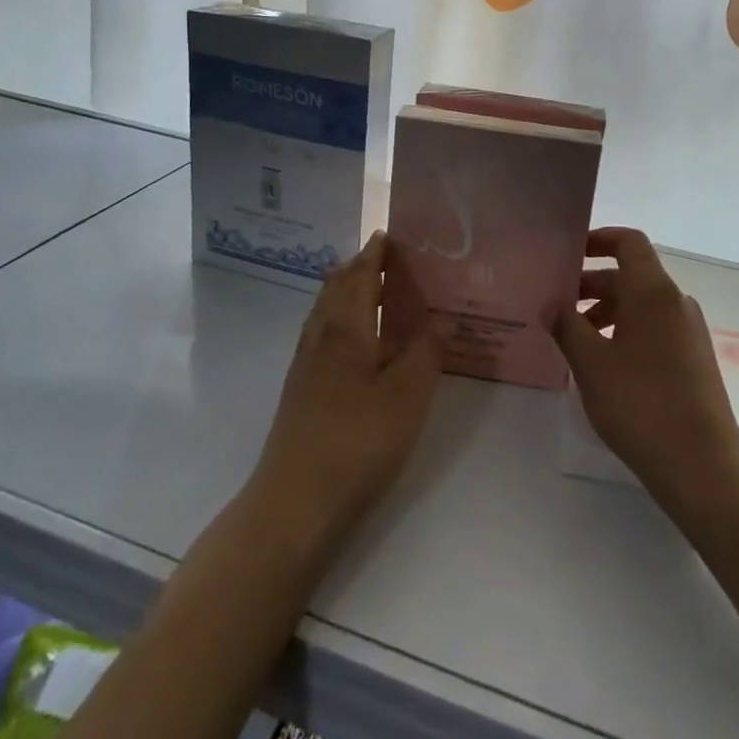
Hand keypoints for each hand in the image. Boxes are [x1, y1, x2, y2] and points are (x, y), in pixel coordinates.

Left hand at [248, 234, 443, 547]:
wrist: (294, 503)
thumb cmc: (357, 441)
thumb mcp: (408, 396)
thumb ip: (428, 351)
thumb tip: (443, 315)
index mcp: (345, 328)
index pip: (359, 275)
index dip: (375, 254)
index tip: (391, 235)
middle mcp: (320, 336)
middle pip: (336, 288)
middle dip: (360, 268)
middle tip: (389, 260)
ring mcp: (305, 365)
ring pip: (326, 312)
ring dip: (348, 293)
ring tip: (376, 293)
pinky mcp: (301, 391)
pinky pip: (322, 335)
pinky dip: (341, 320)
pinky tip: (357, 344)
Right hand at [554, 228, 738, 512]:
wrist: (702, 464)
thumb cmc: (640, 403)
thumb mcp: (591, 363)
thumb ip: (566, 326)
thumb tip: (551, 304)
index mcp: (652, 291)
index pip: (629, 242)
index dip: (599, 239)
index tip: (570, 253)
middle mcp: (675, 301)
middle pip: (631, 275)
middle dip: (592, 284)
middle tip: (557, 304)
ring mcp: (688, 331)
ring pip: (641, 304)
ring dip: (607, 311)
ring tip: (575, 339)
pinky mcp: (693, 358)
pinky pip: (654, 327)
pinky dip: (626, 331)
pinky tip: (604, 364)